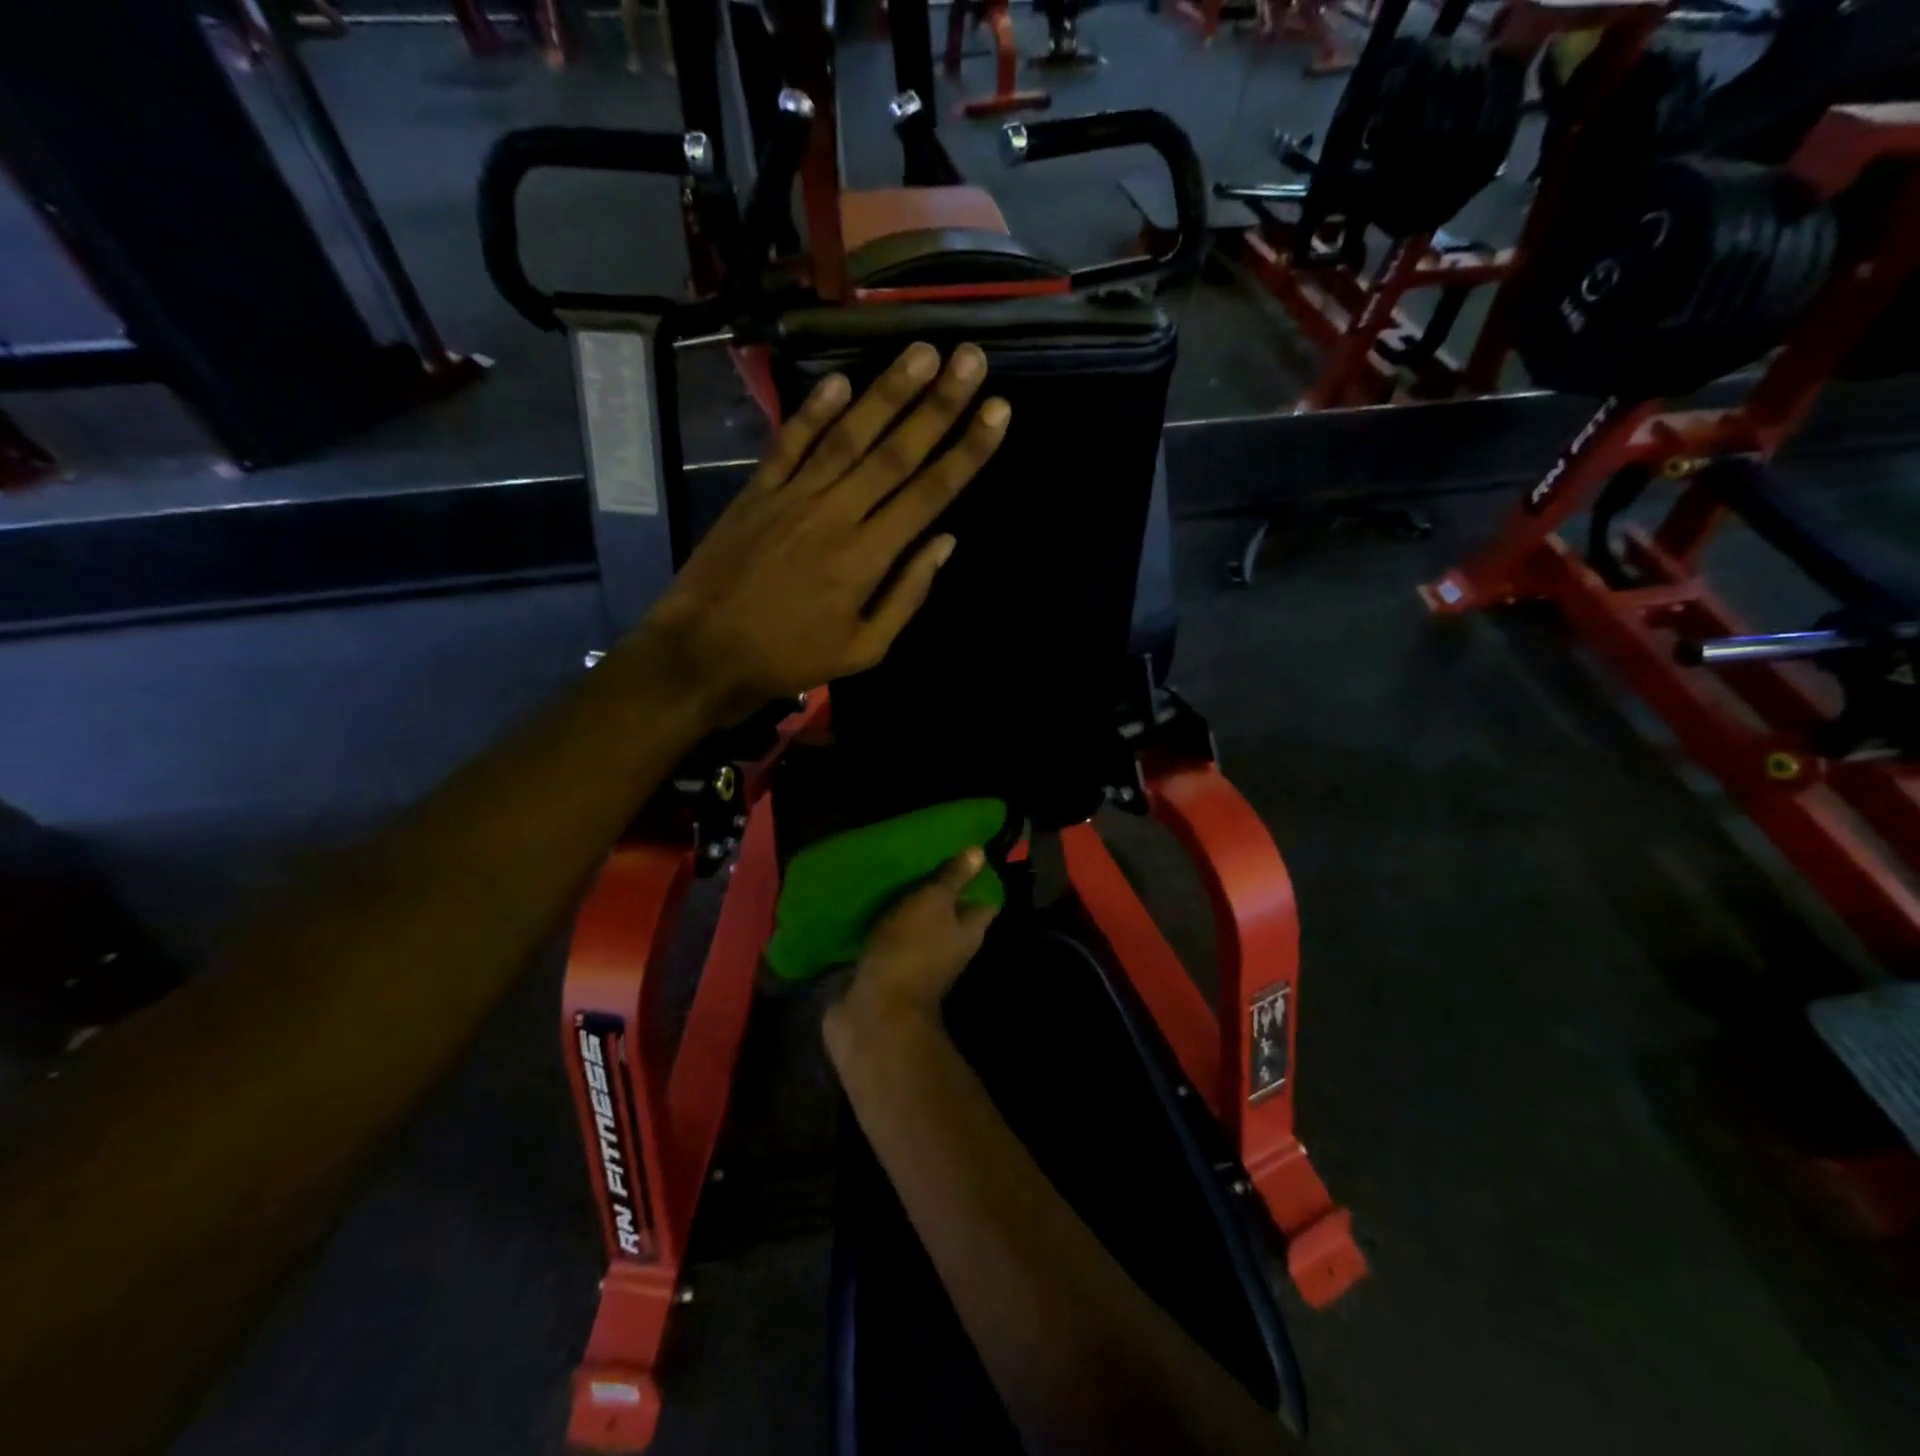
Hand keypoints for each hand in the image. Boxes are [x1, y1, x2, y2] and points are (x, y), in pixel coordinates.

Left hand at [643, 342, 1009, 719]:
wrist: (705, 652)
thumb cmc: (791, 658)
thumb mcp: (864, 648)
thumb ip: (907, 595)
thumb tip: (945, 543)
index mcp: (868, 557)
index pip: (928, 493)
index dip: (966, 451)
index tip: (998, 410)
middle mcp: (836, 514)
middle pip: (895, 452)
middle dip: (939, 404)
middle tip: (971, 358)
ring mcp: (793, 497)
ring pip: (848, 436)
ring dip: (888, 392)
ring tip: (922, 351)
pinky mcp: (757, 491)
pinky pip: (789, 442)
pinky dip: (814, 410)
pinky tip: (841, 380)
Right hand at [833, 849, 999, 1032]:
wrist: (875, 1011)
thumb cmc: (911, 949)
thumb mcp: (933, 902)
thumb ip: (952, 878)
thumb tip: (979, 852)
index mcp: (969, 930)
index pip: (985, 899)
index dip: (978, 876)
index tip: (961, 851)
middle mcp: (951, 947)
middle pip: (951, 913)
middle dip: (938, 889)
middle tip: (921, 857)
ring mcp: (922, 962)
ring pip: (921, 926)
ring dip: (910, 907)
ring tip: (894, 875)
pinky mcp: (892, 971)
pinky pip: (894, 941)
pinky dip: (886, 925)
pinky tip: (871, 905)